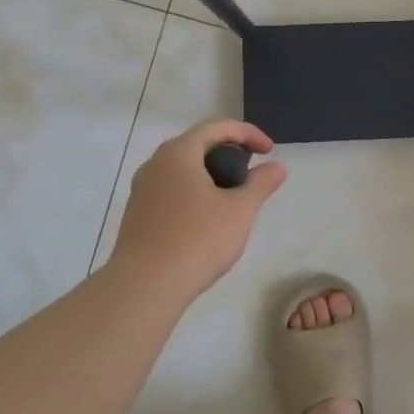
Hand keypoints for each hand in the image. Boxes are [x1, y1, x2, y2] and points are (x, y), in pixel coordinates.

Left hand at [109, 118, 286, 297]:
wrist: (144, 287)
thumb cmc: (197, 241)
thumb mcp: (239, 211)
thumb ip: (260, 184)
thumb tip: (276, 167)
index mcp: (179, 152)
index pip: (218, 127)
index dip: (249, 134)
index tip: (270, 151)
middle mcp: (155, 162)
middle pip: (198, 144)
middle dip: (229, 151)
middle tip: (252, 171)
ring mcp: (142, 188)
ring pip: (182, 168)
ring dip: (211, 173)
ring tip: (233, 195)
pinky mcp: (137, 213)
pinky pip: (171, 189)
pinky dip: (194, 191)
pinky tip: (207, 217)